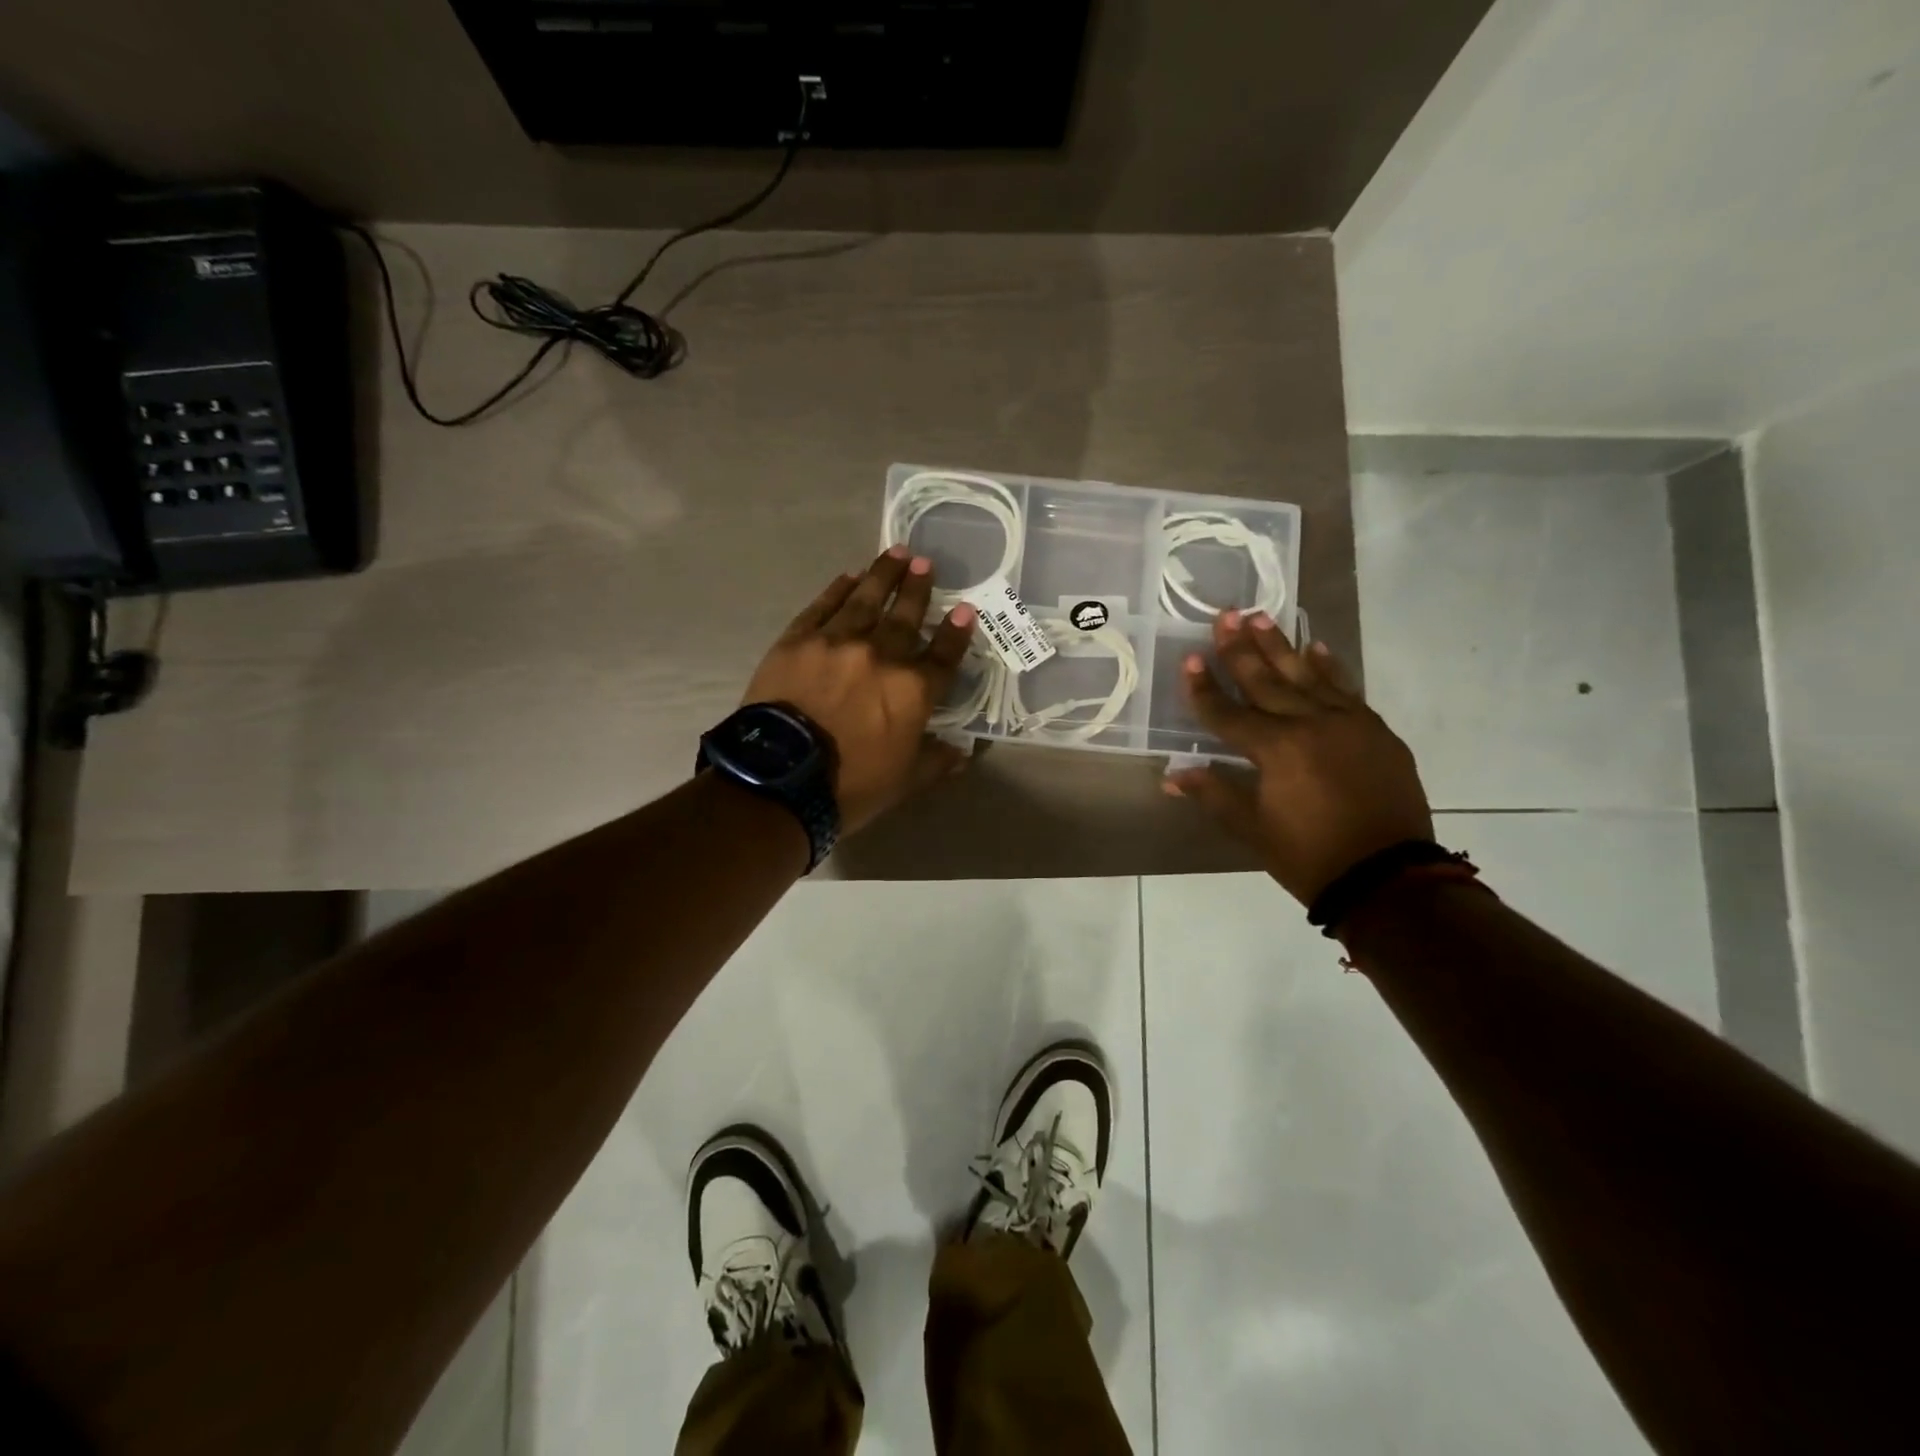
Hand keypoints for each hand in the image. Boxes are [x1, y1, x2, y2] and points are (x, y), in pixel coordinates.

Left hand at [743, 546, 976, 833]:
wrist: (780, 779)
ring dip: (884, 575)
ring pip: (866, 600)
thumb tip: (963, 753)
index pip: (944, 655)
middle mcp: (881, 656)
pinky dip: (838, 589)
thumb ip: (937, 761)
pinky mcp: (798, 640)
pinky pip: (823, 606)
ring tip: (897, 552)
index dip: (957, 632)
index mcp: (913, 690)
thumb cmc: (851, 786)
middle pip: (906, 616)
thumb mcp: (906, 781)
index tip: (966, 610)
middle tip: (926, 563)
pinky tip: (849, 576)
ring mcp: (837, 642)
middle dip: (919, 589)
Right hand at [1165, 610, 1432, 905]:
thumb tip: (1172, 777)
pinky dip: (1330, 668)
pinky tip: (1317, 647)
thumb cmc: (1309, 857)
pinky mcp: (1377, 731)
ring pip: (1307, 676)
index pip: (1227, 712)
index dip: (1203, 688)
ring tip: (1261, 617)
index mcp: (1275, 749)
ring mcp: (1349, 723)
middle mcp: (1310, 724)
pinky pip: (1347, 690)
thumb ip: (1214, 793)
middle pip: (1266, 681)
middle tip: (1225, 615)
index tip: (1188, 659)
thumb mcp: (1253, 829)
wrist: (1389, 878)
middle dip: (1240, 648)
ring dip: (1281, 646)